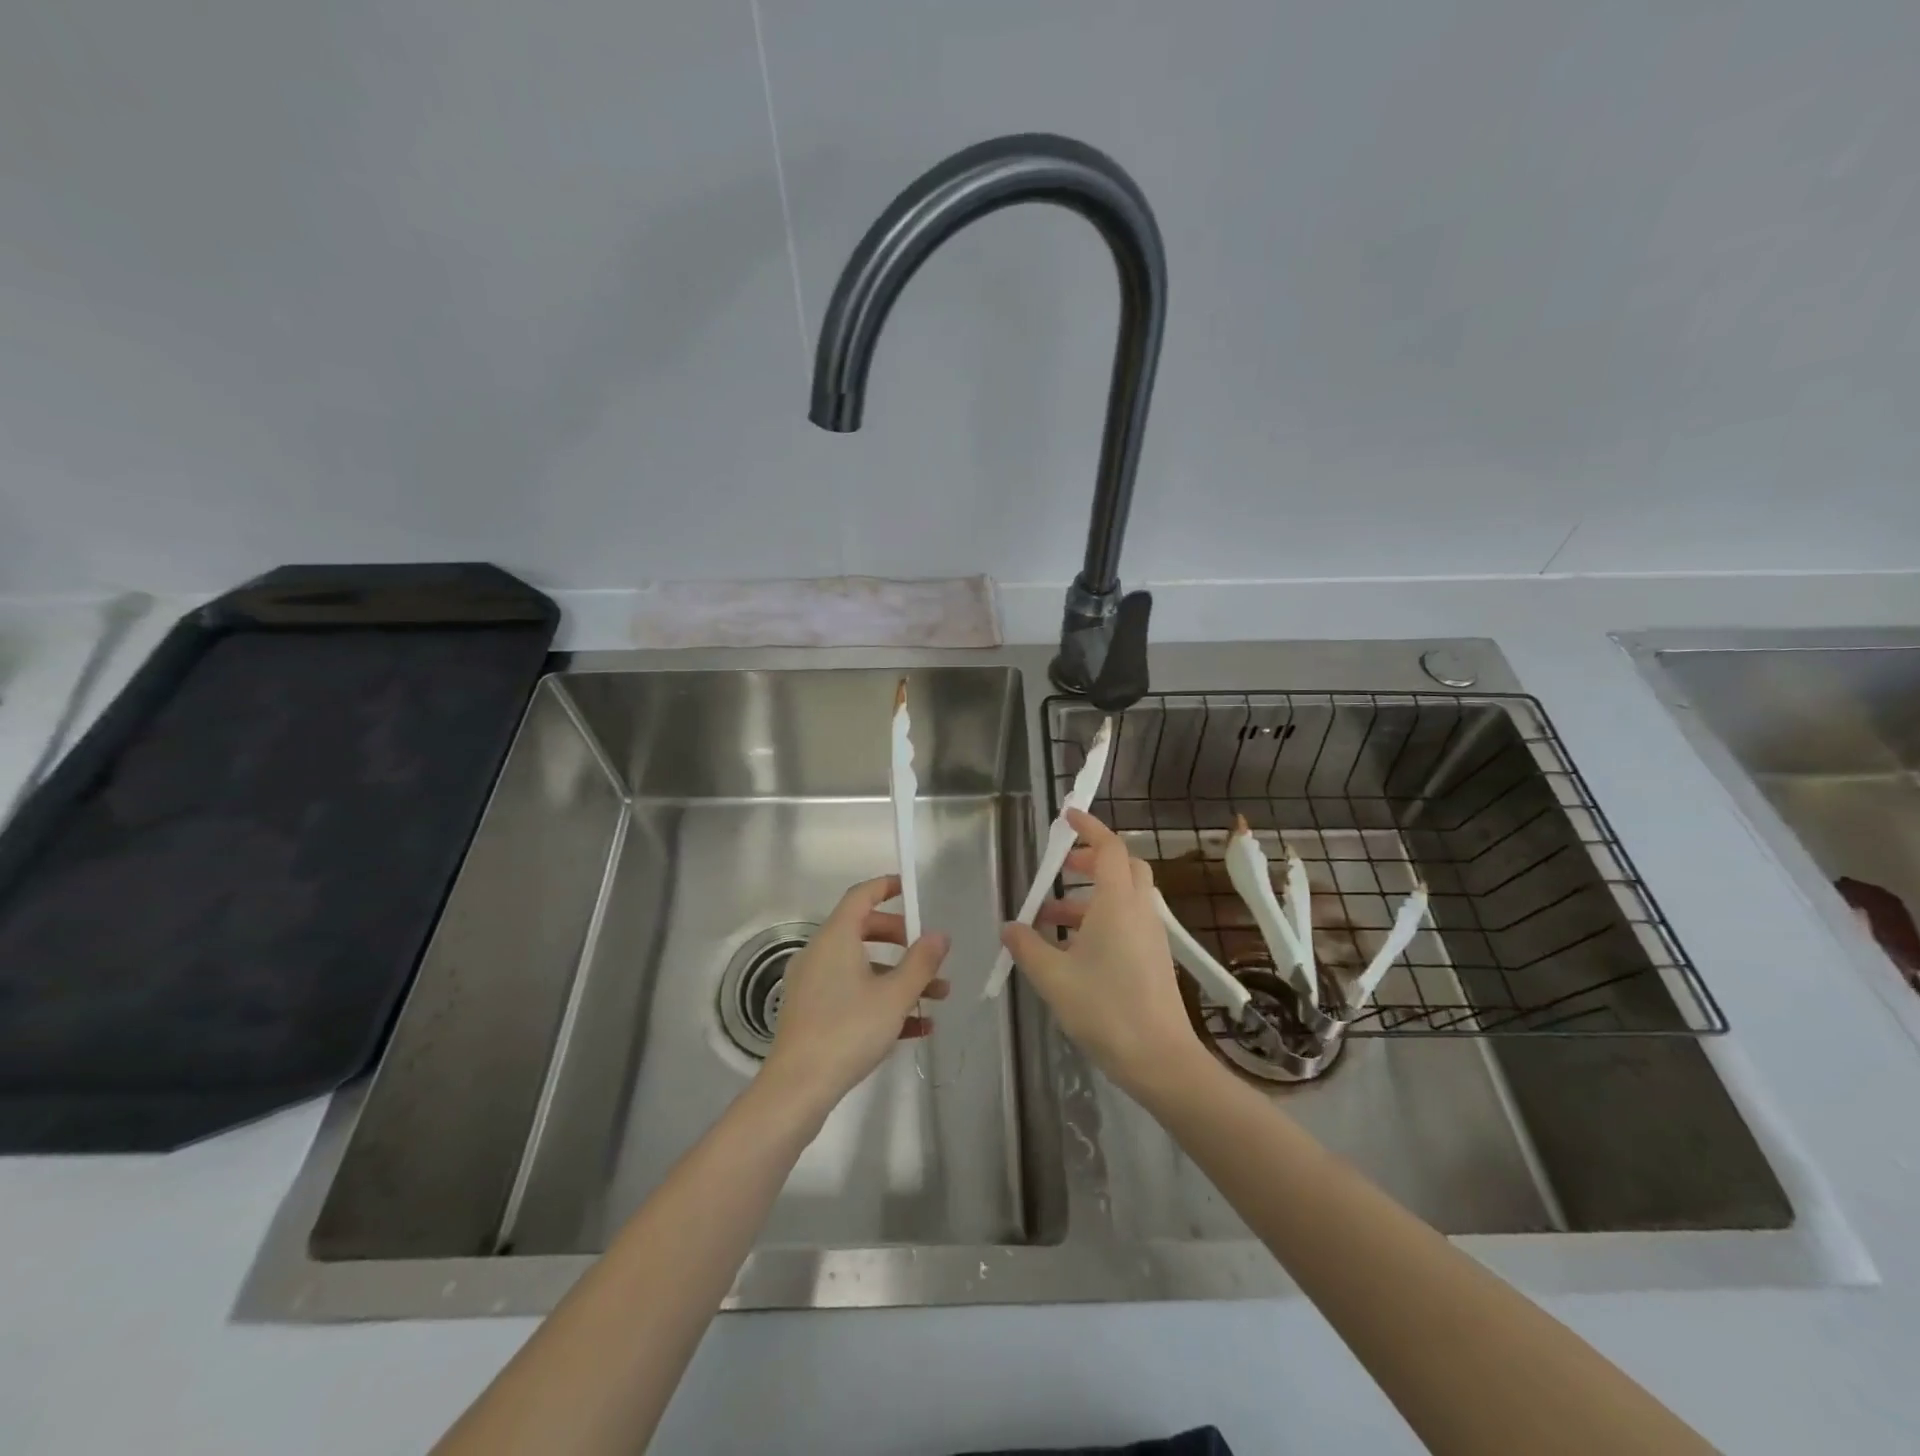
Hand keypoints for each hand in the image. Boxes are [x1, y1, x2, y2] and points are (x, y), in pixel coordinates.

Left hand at [761, 875, 949, 1120]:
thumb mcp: (895, 995)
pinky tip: (917, 1027)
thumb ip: (921, 962)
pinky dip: (881, 1000)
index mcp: (836, 937)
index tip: (910, 889)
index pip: (861, 896)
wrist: (798, 1088)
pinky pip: (852, 994)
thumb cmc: (848, 1030)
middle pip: (864, 930)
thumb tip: (940, 935)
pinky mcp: (813, 1013)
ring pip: (862, 967)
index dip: (886, 887)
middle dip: (902, 940)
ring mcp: (813, 984)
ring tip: (938, 998)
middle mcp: (820, 953)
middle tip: (929, 953)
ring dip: (899, 977)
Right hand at [1000, 809, 1208, 1099]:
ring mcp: (1150, 934)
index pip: (1109, 848)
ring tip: (1049, 917)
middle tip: (1060, 867)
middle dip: (1090, 859)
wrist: (1161, 1059)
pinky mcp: (1153, 957)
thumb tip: (1010, 927)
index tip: (1066, 817)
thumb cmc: (1106, 1010)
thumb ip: (1027, 947)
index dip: (1089, 827)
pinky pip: (1127, 919)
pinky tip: (1072, 948)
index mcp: (1118, 903)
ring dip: (1088, 895)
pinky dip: (1100, 918)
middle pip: (1123, 866)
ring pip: (1123, 895)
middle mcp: (1139, 910)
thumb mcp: (1054, 978)